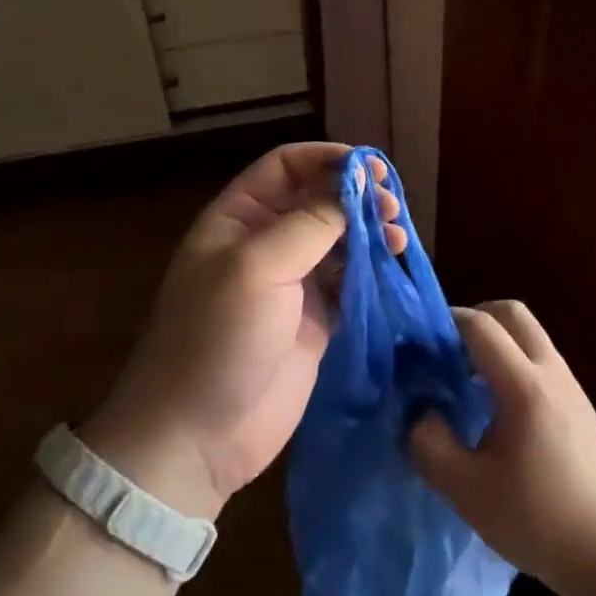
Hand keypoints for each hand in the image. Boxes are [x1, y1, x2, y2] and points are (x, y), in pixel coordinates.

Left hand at [82, 142, 403, 519]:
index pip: (286, 166)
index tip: (370, 168)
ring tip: (397, 238)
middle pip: (318, 199)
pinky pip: (350, 281)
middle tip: (392, 206)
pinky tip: (393, 266)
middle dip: (356, 195)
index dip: (327, 159)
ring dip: (370, 231)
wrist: (198, 435)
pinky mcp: (316, 320)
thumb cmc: (216, 339)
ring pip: (339, 239)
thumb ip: (309, 223)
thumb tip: (354, 188)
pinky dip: (373, 270)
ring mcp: (292, 283)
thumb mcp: (256, 269)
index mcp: (238, 218)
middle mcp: (266, 242)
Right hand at [409, 301, 595, 589]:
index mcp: (524, 386)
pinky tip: (496, 409)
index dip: (446, 322)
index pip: (481, 326)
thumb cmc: (537, 520)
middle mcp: (552, 373)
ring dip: (496, 342)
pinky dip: (513, 363)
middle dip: (475, 318)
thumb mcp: (465, 489)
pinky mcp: (580, 406)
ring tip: (466, 381)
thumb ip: (429, 443)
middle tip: (446, 350)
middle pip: (513, 314)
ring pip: (530, 336)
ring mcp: (572, 387)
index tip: (419, 341)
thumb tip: (420, 411)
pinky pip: (541, 361)